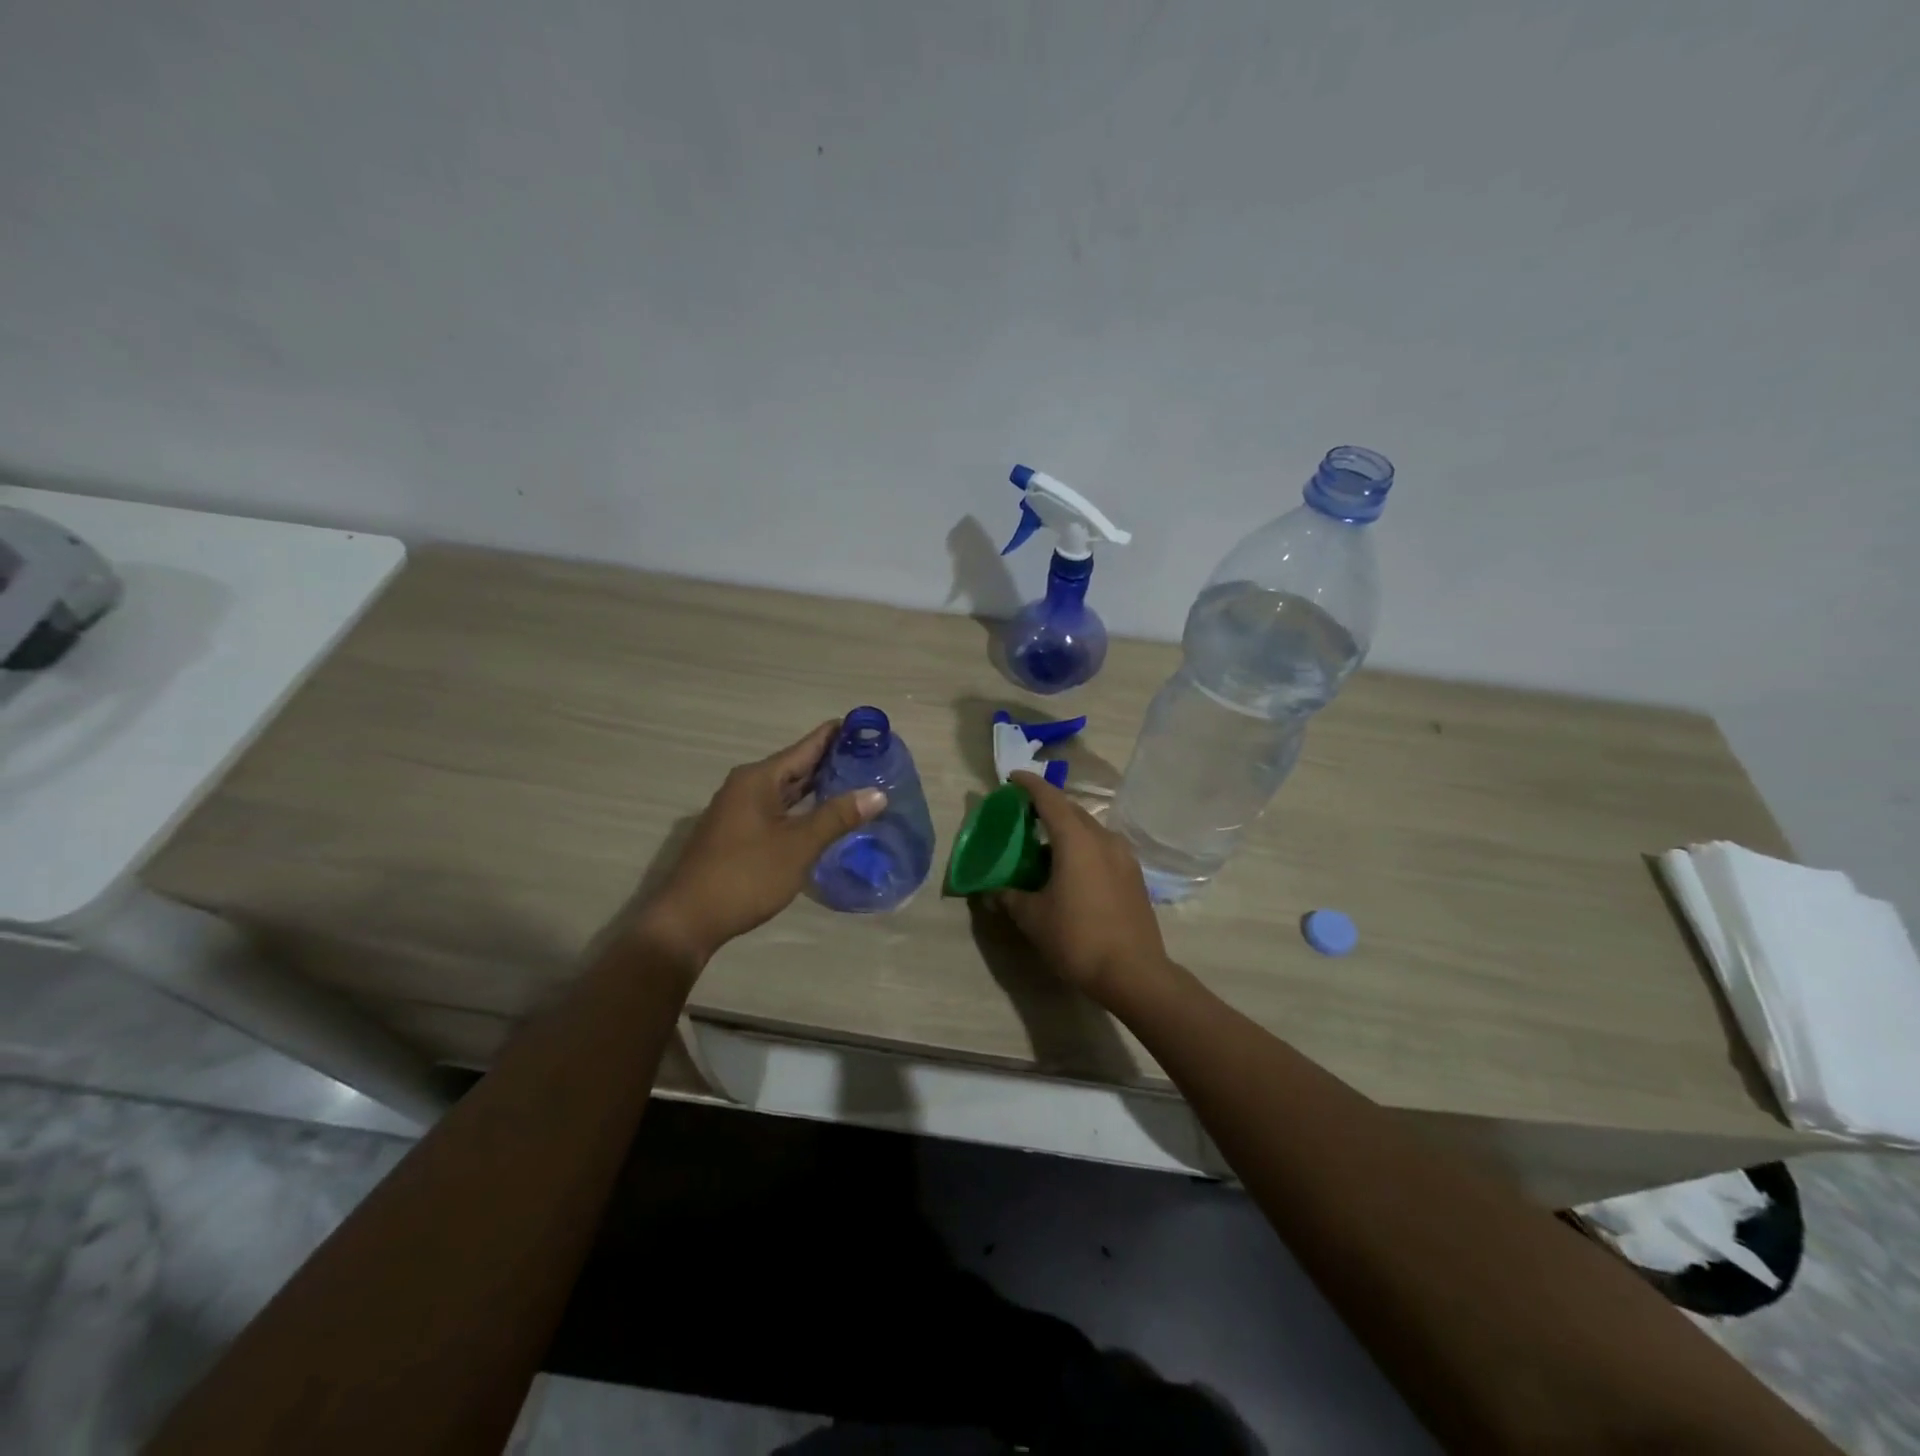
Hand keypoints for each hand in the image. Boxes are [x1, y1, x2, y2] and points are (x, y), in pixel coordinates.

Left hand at [638, 720, 885, 966]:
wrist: (688, 919)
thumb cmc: (746, 875)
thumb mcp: (798, 846)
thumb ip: (837, 817)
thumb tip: (877, 793)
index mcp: (758, 779)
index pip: (805, 746)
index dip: (836, 736)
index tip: (867, 727)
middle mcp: (746, 786)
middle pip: (796, 766)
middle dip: (831, 762)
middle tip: (871, 758)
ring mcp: (739, 811)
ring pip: (786, 790)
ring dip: (817, 787)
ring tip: (855, 782)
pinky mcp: (738, 834)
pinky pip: (778, 810)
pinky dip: (802, 808)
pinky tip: (823, 816)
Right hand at [993, 771, 1172, 1004]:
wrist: (1134, 973)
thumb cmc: (1077, 938)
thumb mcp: (1033, 918)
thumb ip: (1009, 897)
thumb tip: (991, 892)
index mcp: (1076, 839)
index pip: (1049, 798)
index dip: (1029, 784)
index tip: (1012, 778)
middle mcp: (1103, 838)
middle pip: (1072, 810)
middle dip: (1047, 807)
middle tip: (1023, 814)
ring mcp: (1124, 856)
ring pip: (1090, 830)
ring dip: (1066, 830)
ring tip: (1044, 846)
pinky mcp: (1133, 875)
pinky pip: (1102, 848)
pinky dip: (1082, 847)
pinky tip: (1070, 870)